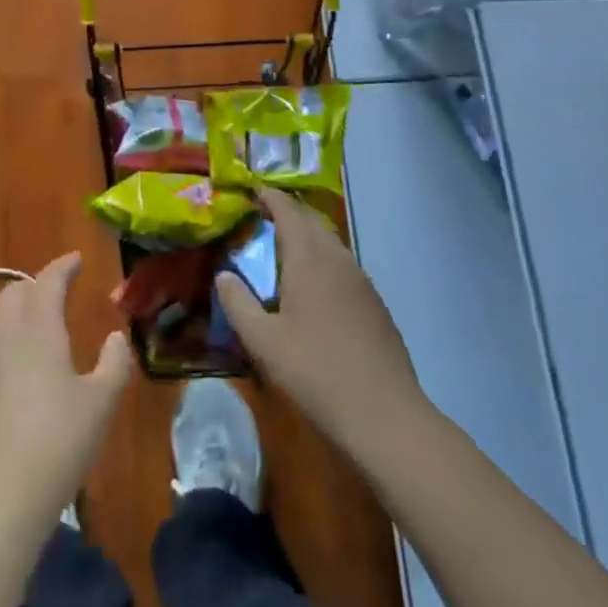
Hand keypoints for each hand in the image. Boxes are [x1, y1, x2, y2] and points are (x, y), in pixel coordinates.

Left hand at [0, 252, 132, 537]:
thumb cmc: (57, 445)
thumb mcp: (101, 405)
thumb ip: (114, 363)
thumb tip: (117, 336)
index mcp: (38, 330)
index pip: (48, 281)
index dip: (62, 266)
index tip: (76, 259)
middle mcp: (4, 336)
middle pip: (14, 292)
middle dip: (36, 285)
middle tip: (56, 292)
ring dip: (13, 309)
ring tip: (31, 323)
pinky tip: (9, 366)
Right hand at [216, 189, 423, 453]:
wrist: (385, 414)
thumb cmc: (316, 372)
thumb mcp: (264, 341)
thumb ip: (238, 303)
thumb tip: (222, 275)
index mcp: (309, 258)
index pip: (288, 210)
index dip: (269, 196)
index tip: (251, 192)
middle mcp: (337, 259)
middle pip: (311, 221)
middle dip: (287, 214)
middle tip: (261, 220)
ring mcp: (361, 280)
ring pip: (330, 244)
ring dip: (306, 238)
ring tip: (283, 253)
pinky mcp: (375, 304)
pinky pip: (343, 266)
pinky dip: (323, 262)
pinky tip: (314, 291)